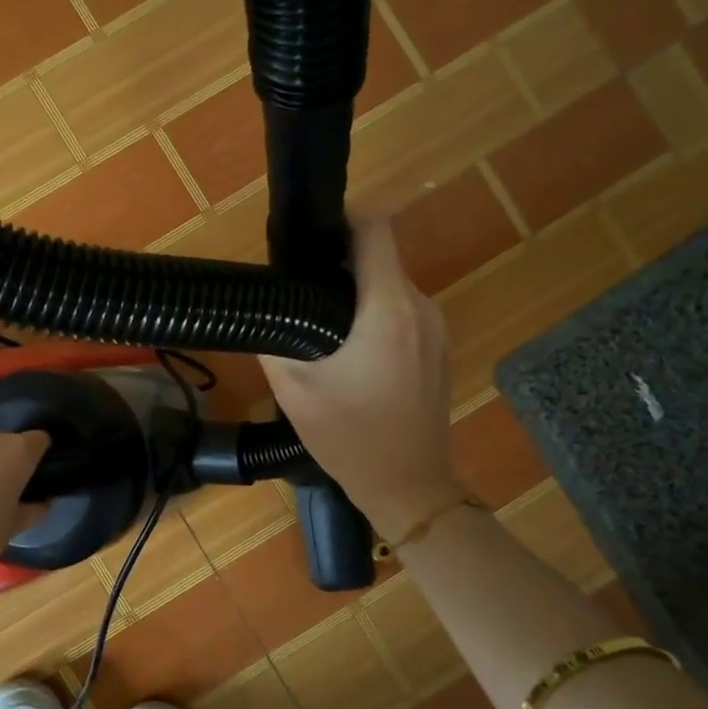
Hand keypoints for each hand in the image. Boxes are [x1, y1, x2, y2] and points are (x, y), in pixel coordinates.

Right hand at [261, 217, 462, 541]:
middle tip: (299, 290)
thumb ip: (275, 341)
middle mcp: (422, 309)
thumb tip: (266, 305)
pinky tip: (350, 350)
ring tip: (318, 322)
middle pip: (380, 260)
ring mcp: (438, 329)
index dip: (342, 220)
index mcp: (388, 312)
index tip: (309, 236)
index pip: (375, 231)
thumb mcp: (295, 391)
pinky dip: (376, 315)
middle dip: (340, 265)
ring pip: (391, 287)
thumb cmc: (351, 439)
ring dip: (357, 293)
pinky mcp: (441, 349)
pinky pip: (404, 313)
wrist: (410, 488)